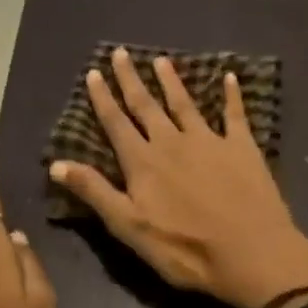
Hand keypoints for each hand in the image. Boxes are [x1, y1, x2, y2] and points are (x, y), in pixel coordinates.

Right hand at [49, 48, 307, 307]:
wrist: (252, 255)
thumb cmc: (185, 249)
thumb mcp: (129, 227)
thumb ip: (94, 192)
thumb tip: (55, 163)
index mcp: (143, 162)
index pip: (116, 123)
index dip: (103, 98)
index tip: (94, 73)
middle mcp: (172, 142)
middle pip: (146, 105)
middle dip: (130, 79)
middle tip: (120, 53)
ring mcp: (209, 141)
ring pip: (184, 104)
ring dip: (171, 81)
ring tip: (161, 60)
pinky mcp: (242, 148)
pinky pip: (235, 115)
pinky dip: (232, 95)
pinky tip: (230, 77)